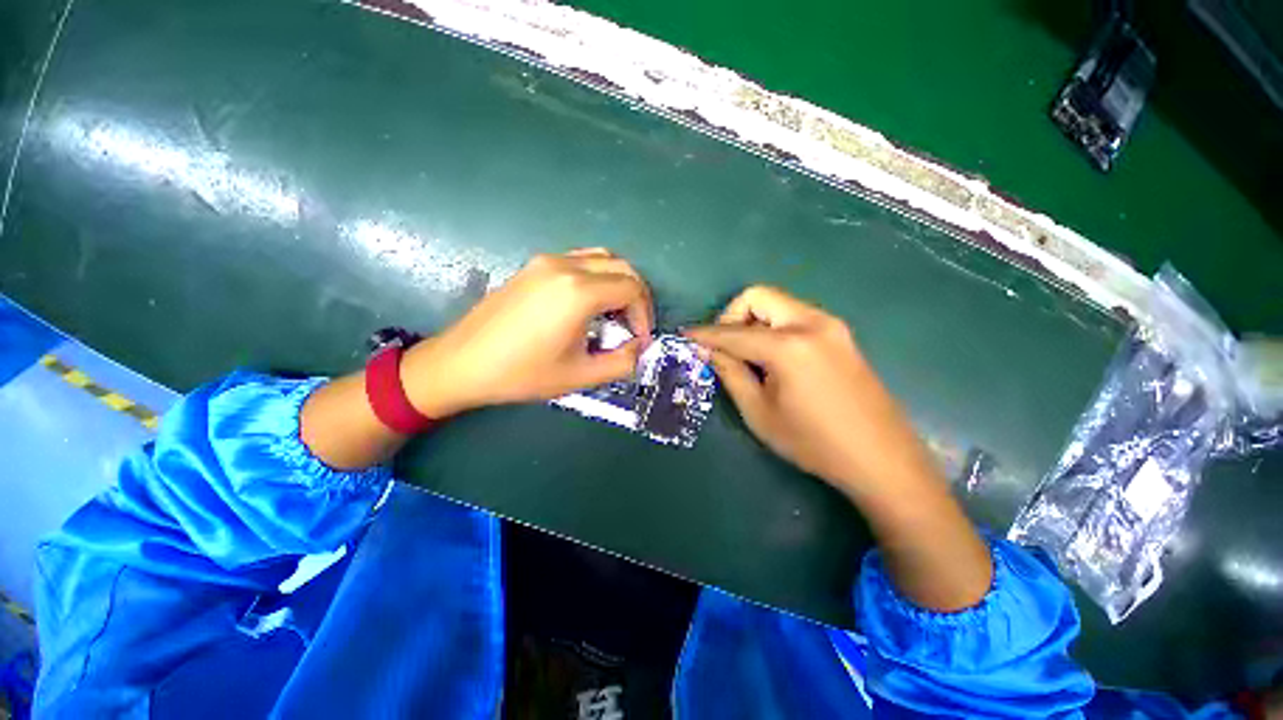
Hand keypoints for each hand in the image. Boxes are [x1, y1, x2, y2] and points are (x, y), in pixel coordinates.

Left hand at [403, 248, 652, 417]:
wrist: (462, 363)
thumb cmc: (522, 374)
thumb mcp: (580, 376)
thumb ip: (622, 362)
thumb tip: (639, 347)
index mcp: (578, 292)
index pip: (632, 289)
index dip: (644, 314)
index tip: (640, 339)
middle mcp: (565, 266)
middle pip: (622, 267)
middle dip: (637, 296)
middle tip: (634, 326)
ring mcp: (547, 261)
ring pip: (602, 258)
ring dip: (618, 282)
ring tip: (615, 314)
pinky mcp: (534, 265)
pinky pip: (580, 261)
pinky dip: (597, 277)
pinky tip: (589, 304)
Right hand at [686, 286, 992, 610]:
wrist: (882, 460)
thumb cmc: (814, 443)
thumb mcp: (759, 412)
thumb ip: (730, 373)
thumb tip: (708, 350)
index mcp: (788, 345)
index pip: (733, 332)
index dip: (705, 334)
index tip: (685, 336)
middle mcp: (811, 323)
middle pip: (758, 297)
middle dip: (733, 317)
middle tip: (725, 349)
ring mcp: (831, 325)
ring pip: (778, 304)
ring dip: (754, 323)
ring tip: (750, 359)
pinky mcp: (841, 335)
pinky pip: (795, 317)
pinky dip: (774, 329)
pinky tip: (774, 360)